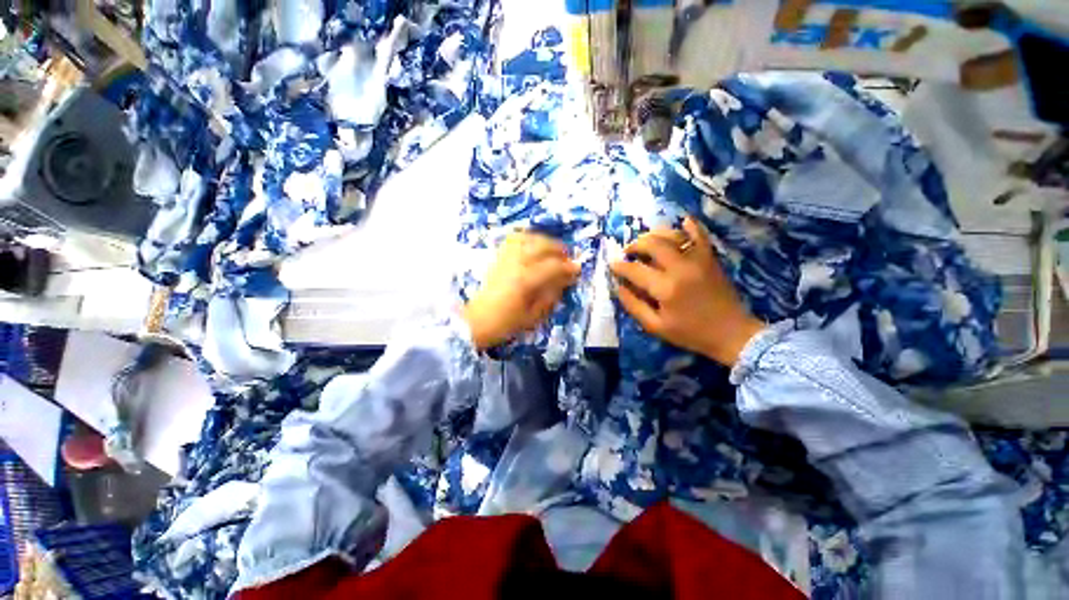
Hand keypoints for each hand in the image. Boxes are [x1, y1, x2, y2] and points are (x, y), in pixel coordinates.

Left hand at [462, 231, 580, 350]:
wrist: (477, 321)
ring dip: (544, 241)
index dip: (568, 267)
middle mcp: (515, 263)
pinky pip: (513, 239)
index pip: (552, 266)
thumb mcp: (533, 316)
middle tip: (568, 258)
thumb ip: (550, 296)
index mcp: (525, 280)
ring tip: (553, 250)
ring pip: (528, 238)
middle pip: (541, 246)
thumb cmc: (506, 323)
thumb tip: (565, 280)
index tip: (578, 270)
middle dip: (559, 249)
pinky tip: (534, 245)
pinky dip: (527, 237)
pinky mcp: (498, 257)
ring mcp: (505, 258)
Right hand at [609, 217, 764, 365]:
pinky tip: (682, 221)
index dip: (619, 266)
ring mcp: (697, 260)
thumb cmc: (691, 333)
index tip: (612, 264)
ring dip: (654, 234)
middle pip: (651, 244)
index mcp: (665, 288)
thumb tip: (619, 287)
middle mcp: (680, 268)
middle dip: (634, 245)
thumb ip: (634, 306)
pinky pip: (700, 235)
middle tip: (627, 252)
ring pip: (672, 235)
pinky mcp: (710, 258)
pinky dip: (690, 225)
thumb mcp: (656, 327)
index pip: (635, 270)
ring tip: (645, 242)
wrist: (732, 333)